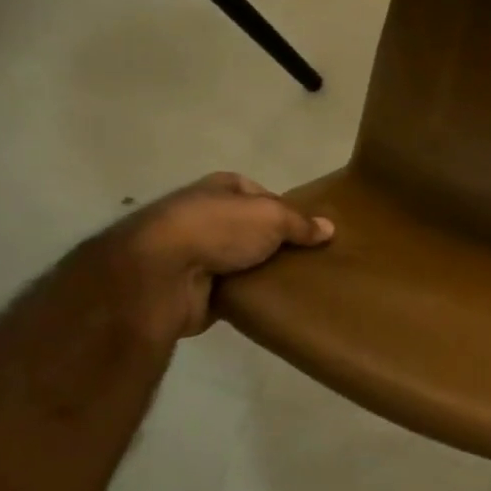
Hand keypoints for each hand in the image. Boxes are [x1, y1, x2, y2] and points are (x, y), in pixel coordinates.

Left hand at [98, 172, 333, 340]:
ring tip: (298, 282)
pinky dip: (248, 296)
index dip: (286, 210)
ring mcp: (196, 253)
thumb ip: (301, 224)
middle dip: (275, 244)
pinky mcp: (193, 289)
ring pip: (241, 261)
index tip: (309, 231)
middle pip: (252, 229)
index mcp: (221, 188)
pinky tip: (274, 302)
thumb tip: (329, 228)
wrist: (160, 275)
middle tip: (309, 259)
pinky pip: (232, 291)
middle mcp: (206, 215)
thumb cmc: (218, 229)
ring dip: (261, 271)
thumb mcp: (272, 217)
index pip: (262, 194)